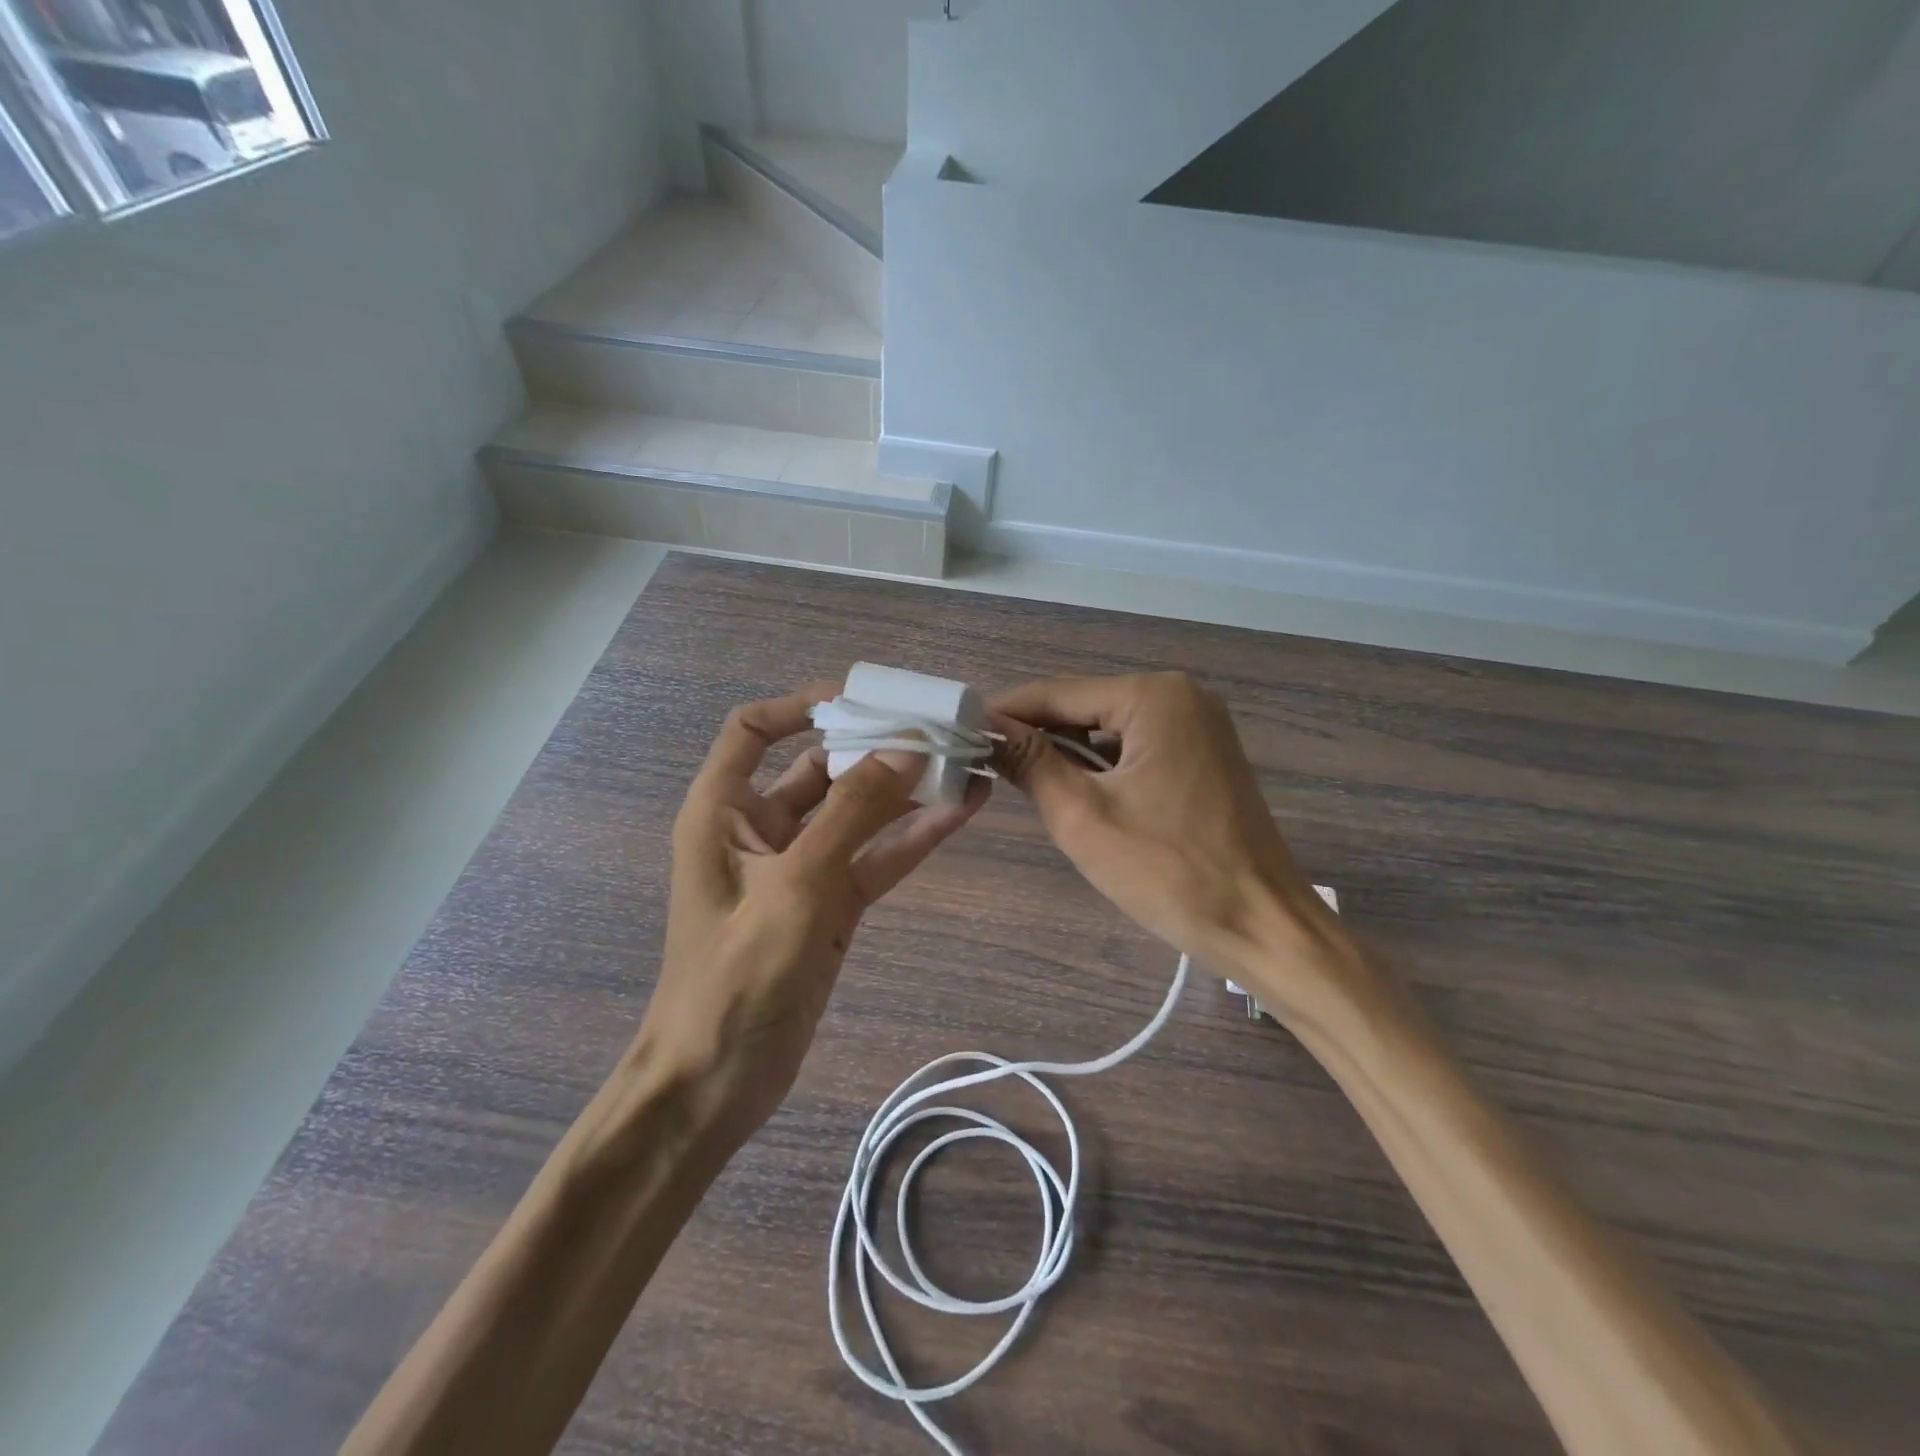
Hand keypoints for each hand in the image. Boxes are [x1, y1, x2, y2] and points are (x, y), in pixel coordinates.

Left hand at [639, 684, 988, 1145]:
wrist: (717, 1082)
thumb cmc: (737, 976)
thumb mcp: (796, 885)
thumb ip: (853, 813)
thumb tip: (906, 749)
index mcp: (723, 810)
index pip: (752, 730)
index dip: (801, 706)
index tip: (862, 700)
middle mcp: (760, 829)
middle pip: (820, 767)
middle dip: (874, 747)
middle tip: (936, 728)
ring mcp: (800, 868)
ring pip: (857, 813)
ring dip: (905, 790)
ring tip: (963, 761)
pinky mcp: (830, 904)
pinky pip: (874, 857)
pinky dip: (912, 836)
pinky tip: (960, 811)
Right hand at [992, 672, 1357, 1022]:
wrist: (1264, 927)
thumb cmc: (1169, 871)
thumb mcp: (1082, 816)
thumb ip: (1030, 762)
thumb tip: (986, 728)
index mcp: (1153, 696)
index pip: (1056, 694)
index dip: (1005, 714)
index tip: (959, 734)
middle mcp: (1180, 695)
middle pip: (1084, 707)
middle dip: (1037, 737)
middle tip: (988, 768)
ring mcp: (1199, 725)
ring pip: (1109, 729)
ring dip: (1069, 754)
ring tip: (1027, 786)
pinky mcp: (1206, 755)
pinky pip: (1136, 747)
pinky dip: (1103, 767)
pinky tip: (1081, 795)